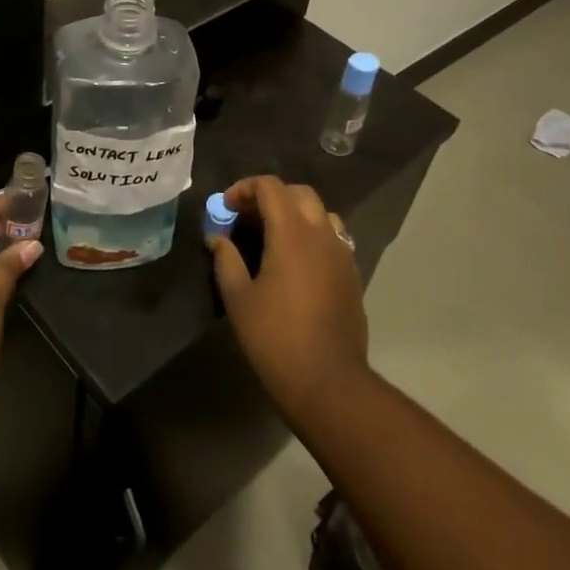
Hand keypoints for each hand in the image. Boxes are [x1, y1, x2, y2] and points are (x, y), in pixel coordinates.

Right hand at [210, 176, 369, 422]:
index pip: (271, 187)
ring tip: (272, 237)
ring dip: (295, 214)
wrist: (328, 382)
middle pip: (299, 193)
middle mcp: (322, 234)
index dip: (245, 189)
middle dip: (270, 197)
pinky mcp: (352, 274)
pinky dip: (311, 235)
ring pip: (321, 213)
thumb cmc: (275, 338)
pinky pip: (332, 238)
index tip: (226, 208)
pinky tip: (295, 263)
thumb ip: (226, 260)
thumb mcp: (238, 299)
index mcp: (292, 233)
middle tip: (247, 218)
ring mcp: (342, 254)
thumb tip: (218, 238)